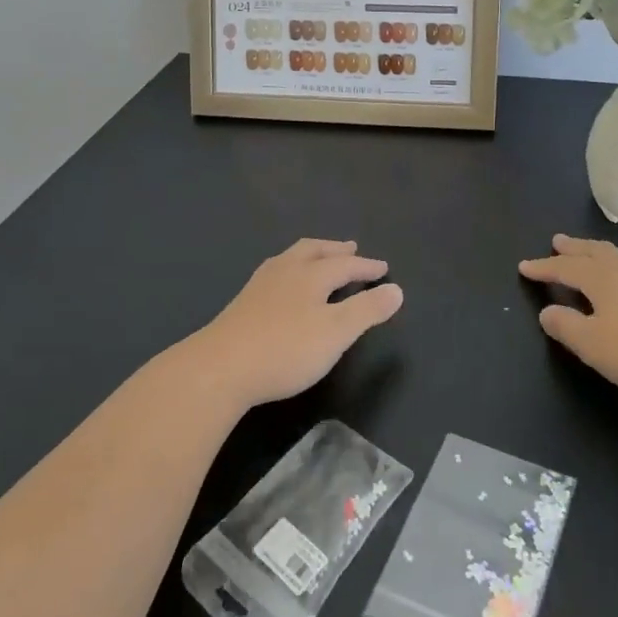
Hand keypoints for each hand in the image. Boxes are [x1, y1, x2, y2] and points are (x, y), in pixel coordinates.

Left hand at [185, 239, 402, 408]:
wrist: (220, 368)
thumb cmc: (285, 349)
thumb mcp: (336, 333)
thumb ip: (367, 310)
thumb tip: (397, 290)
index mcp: (310, 274)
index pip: (345, 264)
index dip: (366, 267)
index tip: (383, 269)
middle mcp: (285, 271)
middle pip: (314, 251)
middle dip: (335, 250)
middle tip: (351, 248)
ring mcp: (259, 286)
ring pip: (291, 259)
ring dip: (311, 256)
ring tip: (319, 260)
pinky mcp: (242, 304)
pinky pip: (275, 274)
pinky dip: (292, 271)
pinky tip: (285, 288)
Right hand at [518, 234, 617, 400]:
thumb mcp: (594, 345)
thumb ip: (566, 327)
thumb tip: (546, 311)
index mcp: (601, 279)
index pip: (565, 269)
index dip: (543, 268)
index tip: (524, 267)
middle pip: (593, 252)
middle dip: (573, 248)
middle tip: (557, 241)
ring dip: (600, 251)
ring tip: (593, 250)